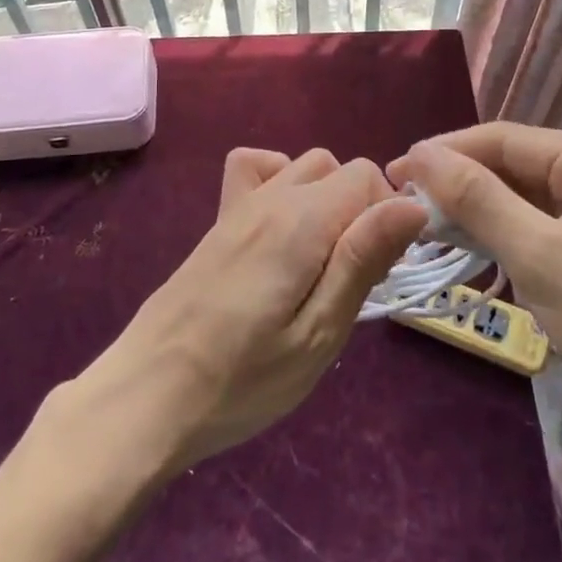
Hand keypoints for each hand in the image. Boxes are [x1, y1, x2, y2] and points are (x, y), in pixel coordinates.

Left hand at [81, 148, 425, 469]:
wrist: (148, 395)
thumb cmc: (242, 380)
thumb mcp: (318, 334)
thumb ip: (362, 260)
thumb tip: (413, 205)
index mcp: (301, 221)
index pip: (367, 176)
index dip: (389, 215)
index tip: (385, 269)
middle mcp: (271, 197)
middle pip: (340, 168)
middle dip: (364, 208)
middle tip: (356, 273)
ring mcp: (240, 205)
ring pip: (304, 165)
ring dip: (328, 197)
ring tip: (325, 256)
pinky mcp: (219, 222)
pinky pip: (255, 168)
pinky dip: (280, 179)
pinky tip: (281, 226)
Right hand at [390, 123, 561, 447]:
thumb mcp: (541, 257)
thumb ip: (478, 199)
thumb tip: (420, 153)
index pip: (504, 139)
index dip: (446, 152)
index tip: (392, 172)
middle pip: (513, 164)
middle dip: (460, 183)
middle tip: (402, 205)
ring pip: (522, 195)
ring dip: (477, 210)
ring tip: (424, 225)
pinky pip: (539, 223)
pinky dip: (503, 233)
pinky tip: (469, 245)